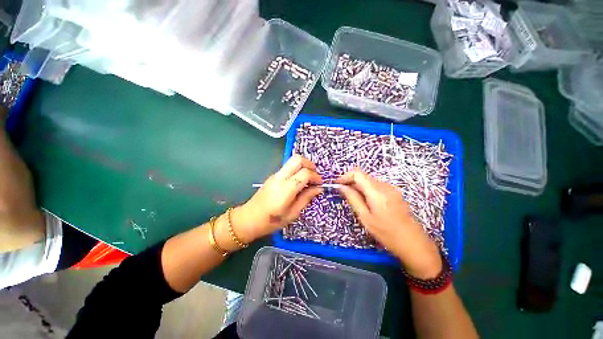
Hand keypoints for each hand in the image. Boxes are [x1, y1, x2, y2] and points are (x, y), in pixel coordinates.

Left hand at [229, 155, 322, 244]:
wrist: (249, 219)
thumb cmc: (271, 221)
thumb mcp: (293, 213)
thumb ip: (306, 198)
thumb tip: (318, 188)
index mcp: (285, 189)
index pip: (304, 173)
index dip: (315, 176)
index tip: (320, 184)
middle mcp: (280, 178)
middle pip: (297, 159)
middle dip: (310, 164)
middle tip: (314, 176)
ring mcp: (275, 175)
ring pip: (292, 161)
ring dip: (303, 166)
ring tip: (308, 179)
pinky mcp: (273, 176)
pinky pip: (288, 167)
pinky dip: (297, 170)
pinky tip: (299, 182)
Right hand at [336, 169, 441, 278]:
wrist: (413, 242)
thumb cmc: (386, 232)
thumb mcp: (365, 217)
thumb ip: (353, 198)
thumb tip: (341, 187)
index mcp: (376, 191)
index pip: (357, 173)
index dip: (345, 176)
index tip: (337, 185)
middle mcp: (384, 185)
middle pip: (363, 177)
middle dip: (351, 183)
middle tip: (343, 195)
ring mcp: (391, 188)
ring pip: (369, 181)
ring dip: (359, 187)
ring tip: (354, 201)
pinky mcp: (394, 193)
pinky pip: (376, 187)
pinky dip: (367, 190)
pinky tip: (366, 203)